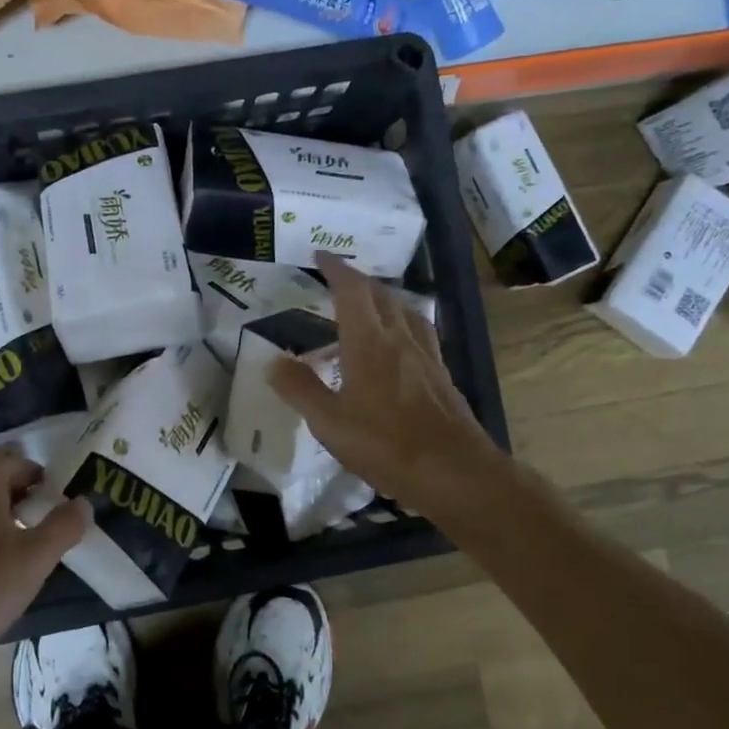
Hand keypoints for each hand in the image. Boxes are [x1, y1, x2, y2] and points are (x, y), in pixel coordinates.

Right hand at [269, 253, 502, 514]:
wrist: (455, 472)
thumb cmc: (386, 445)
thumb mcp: (330, 423)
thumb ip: (300, 389)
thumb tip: (274, 361)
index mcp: (369, 343)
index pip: (352, 290)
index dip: (336, 269)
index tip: (321, 255)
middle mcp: (400, 339)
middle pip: (381, 295)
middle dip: (358, 281)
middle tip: (338, 280)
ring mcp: (426, 356)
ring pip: (405, 311)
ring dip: (384, 299)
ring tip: (370, 306)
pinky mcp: (442, 375)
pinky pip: (421, 334)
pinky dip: (404, 324)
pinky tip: (401, 344)